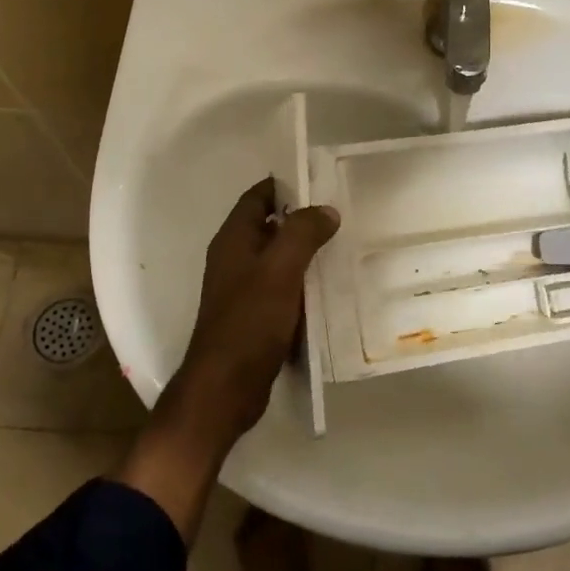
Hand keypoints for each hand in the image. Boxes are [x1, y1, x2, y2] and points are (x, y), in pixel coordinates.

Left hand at [163, 179, 339, 453]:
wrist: (226, 387)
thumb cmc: (249, 322)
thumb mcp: (280, 270)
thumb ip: (302, 234)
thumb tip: (326, 210)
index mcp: (233, 241)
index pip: (257, 198)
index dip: (285, 186)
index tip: (320, 183)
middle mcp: (235, 260)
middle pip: (270, 227)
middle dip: (302, 220)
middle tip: (341, 217)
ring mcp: (243, 290)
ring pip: (278, 259)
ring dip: (305, 253)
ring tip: (343, 248)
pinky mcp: (255, 317)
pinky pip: (282, 288)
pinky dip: (303, 283)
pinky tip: (330, 288)